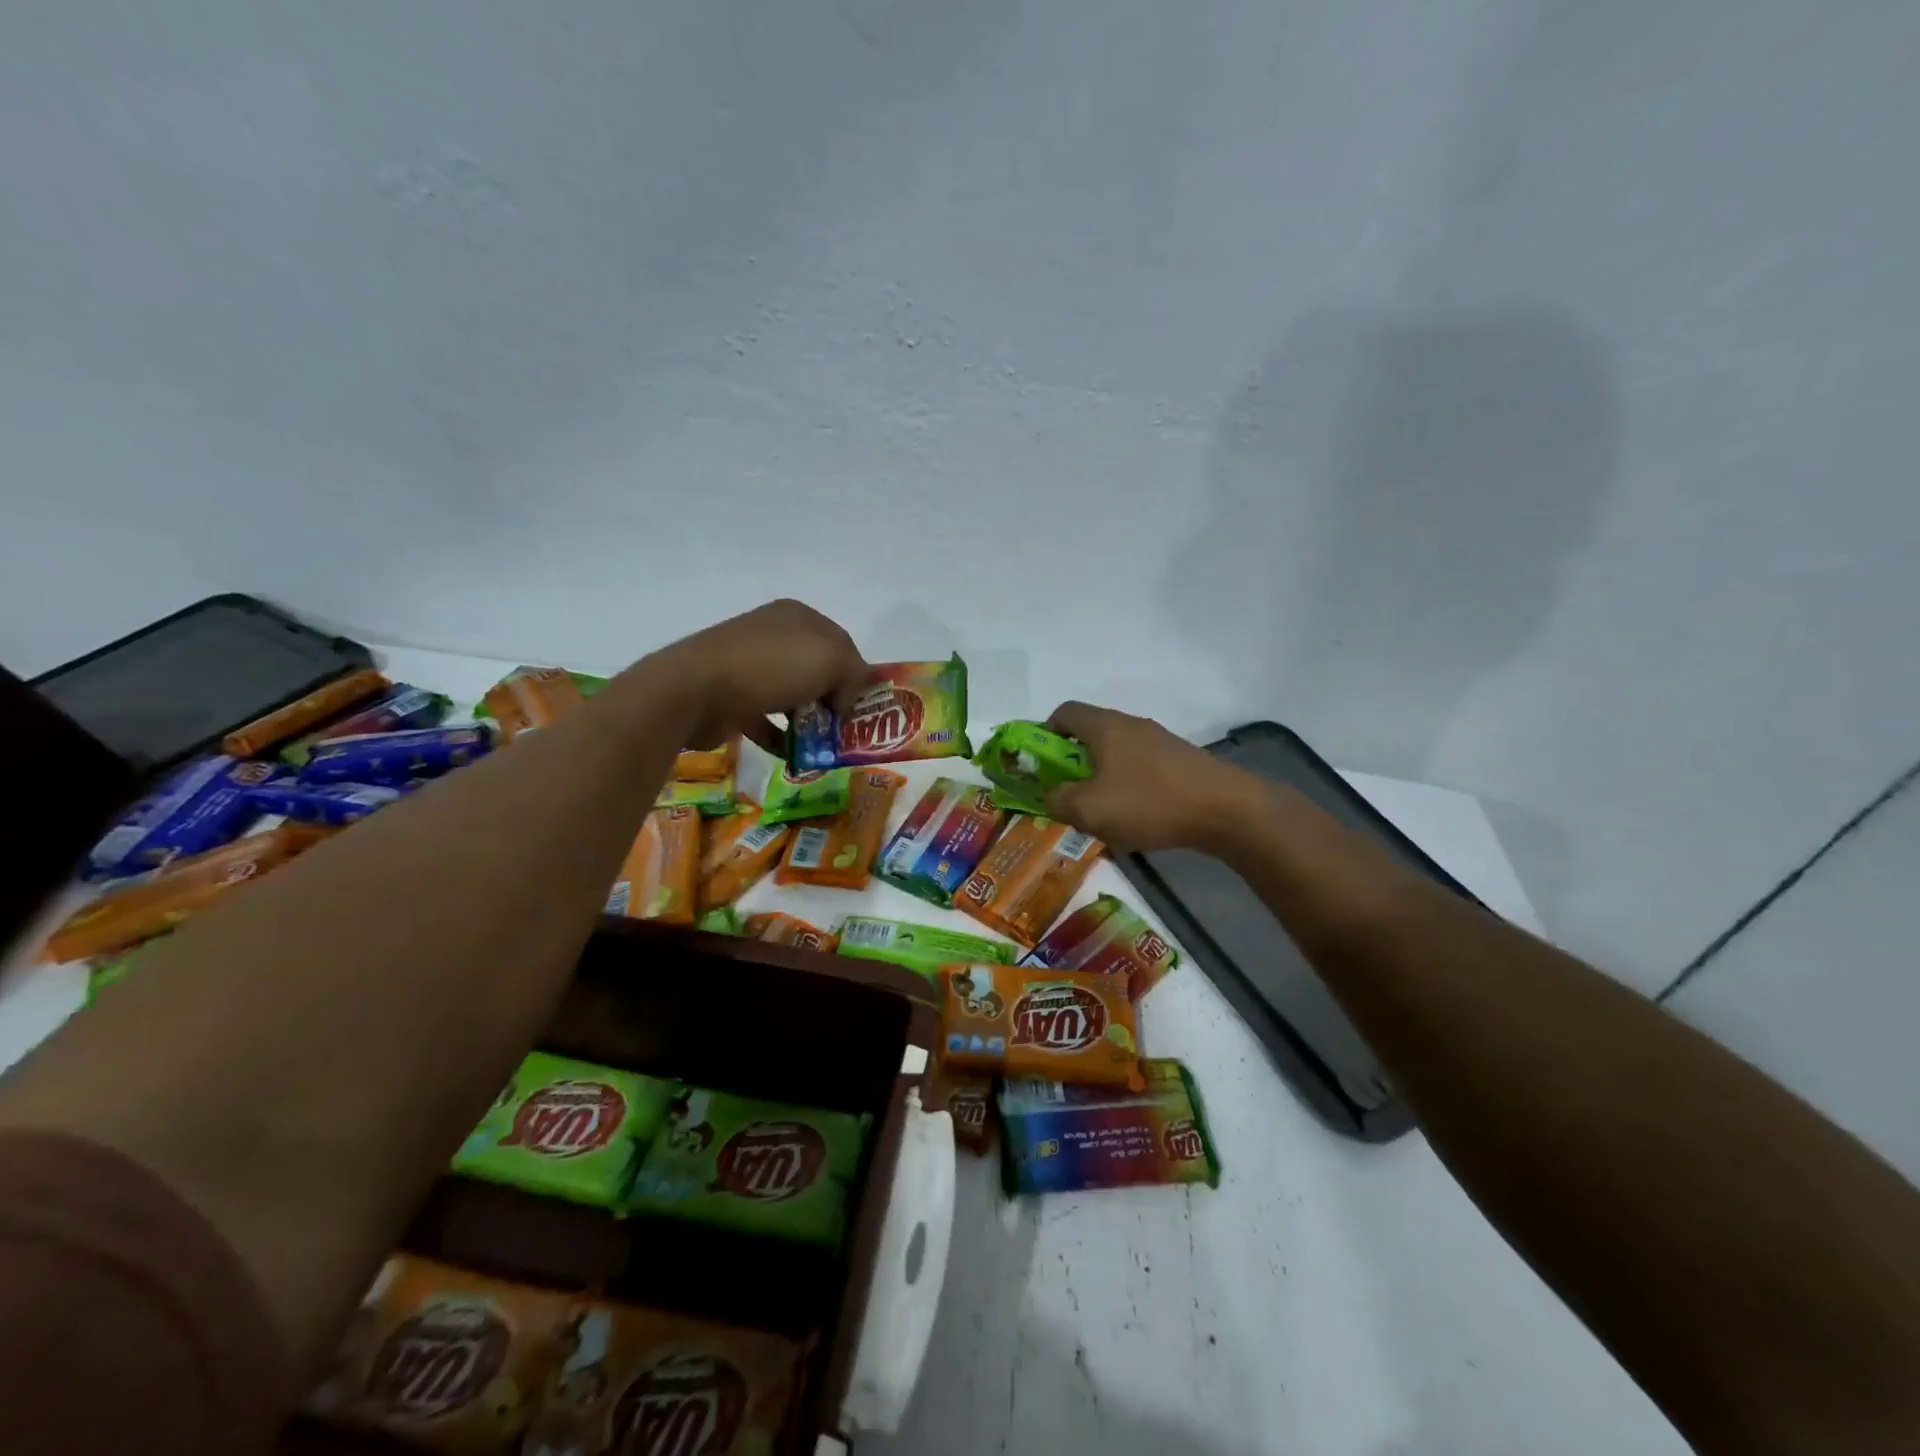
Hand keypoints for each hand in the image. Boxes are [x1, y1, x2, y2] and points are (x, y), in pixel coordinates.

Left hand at [651, 599, 868, 752]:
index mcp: (798, 617)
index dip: (856, 674)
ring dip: (809, 721)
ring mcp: (750, 667)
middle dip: (833, 700)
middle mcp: (774, 636)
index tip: (861, 705)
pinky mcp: (732, 699)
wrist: (696, 690)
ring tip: (822, 746)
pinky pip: (766, 720)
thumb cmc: (771, 666)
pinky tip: (795, 756)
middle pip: (817, 670)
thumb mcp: (831, 659)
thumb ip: (854, 674)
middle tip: (844, 728)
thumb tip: (844, 700)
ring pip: (793, 695)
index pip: (841, 644)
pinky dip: (781, 738)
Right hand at [1042, 702, 1265, 852]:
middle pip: (1088, 734)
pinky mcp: (1179, 761)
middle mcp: (1130, 725)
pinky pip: (1139, 768)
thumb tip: (1050, 795)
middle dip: (1071, 764)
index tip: (1040, 766)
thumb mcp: (1089, 809)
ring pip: (1115, 754)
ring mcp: (1158, 742)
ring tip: (1102, 813)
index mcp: (1105, 726)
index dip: (1043, 735)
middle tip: (1067, 796)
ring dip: (1100, 778)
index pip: (1063, 713)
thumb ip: (1057, 800)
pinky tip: (1135, 817)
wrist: (1226, 810)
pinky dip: (1127, 786)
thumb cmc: (1149, 803)